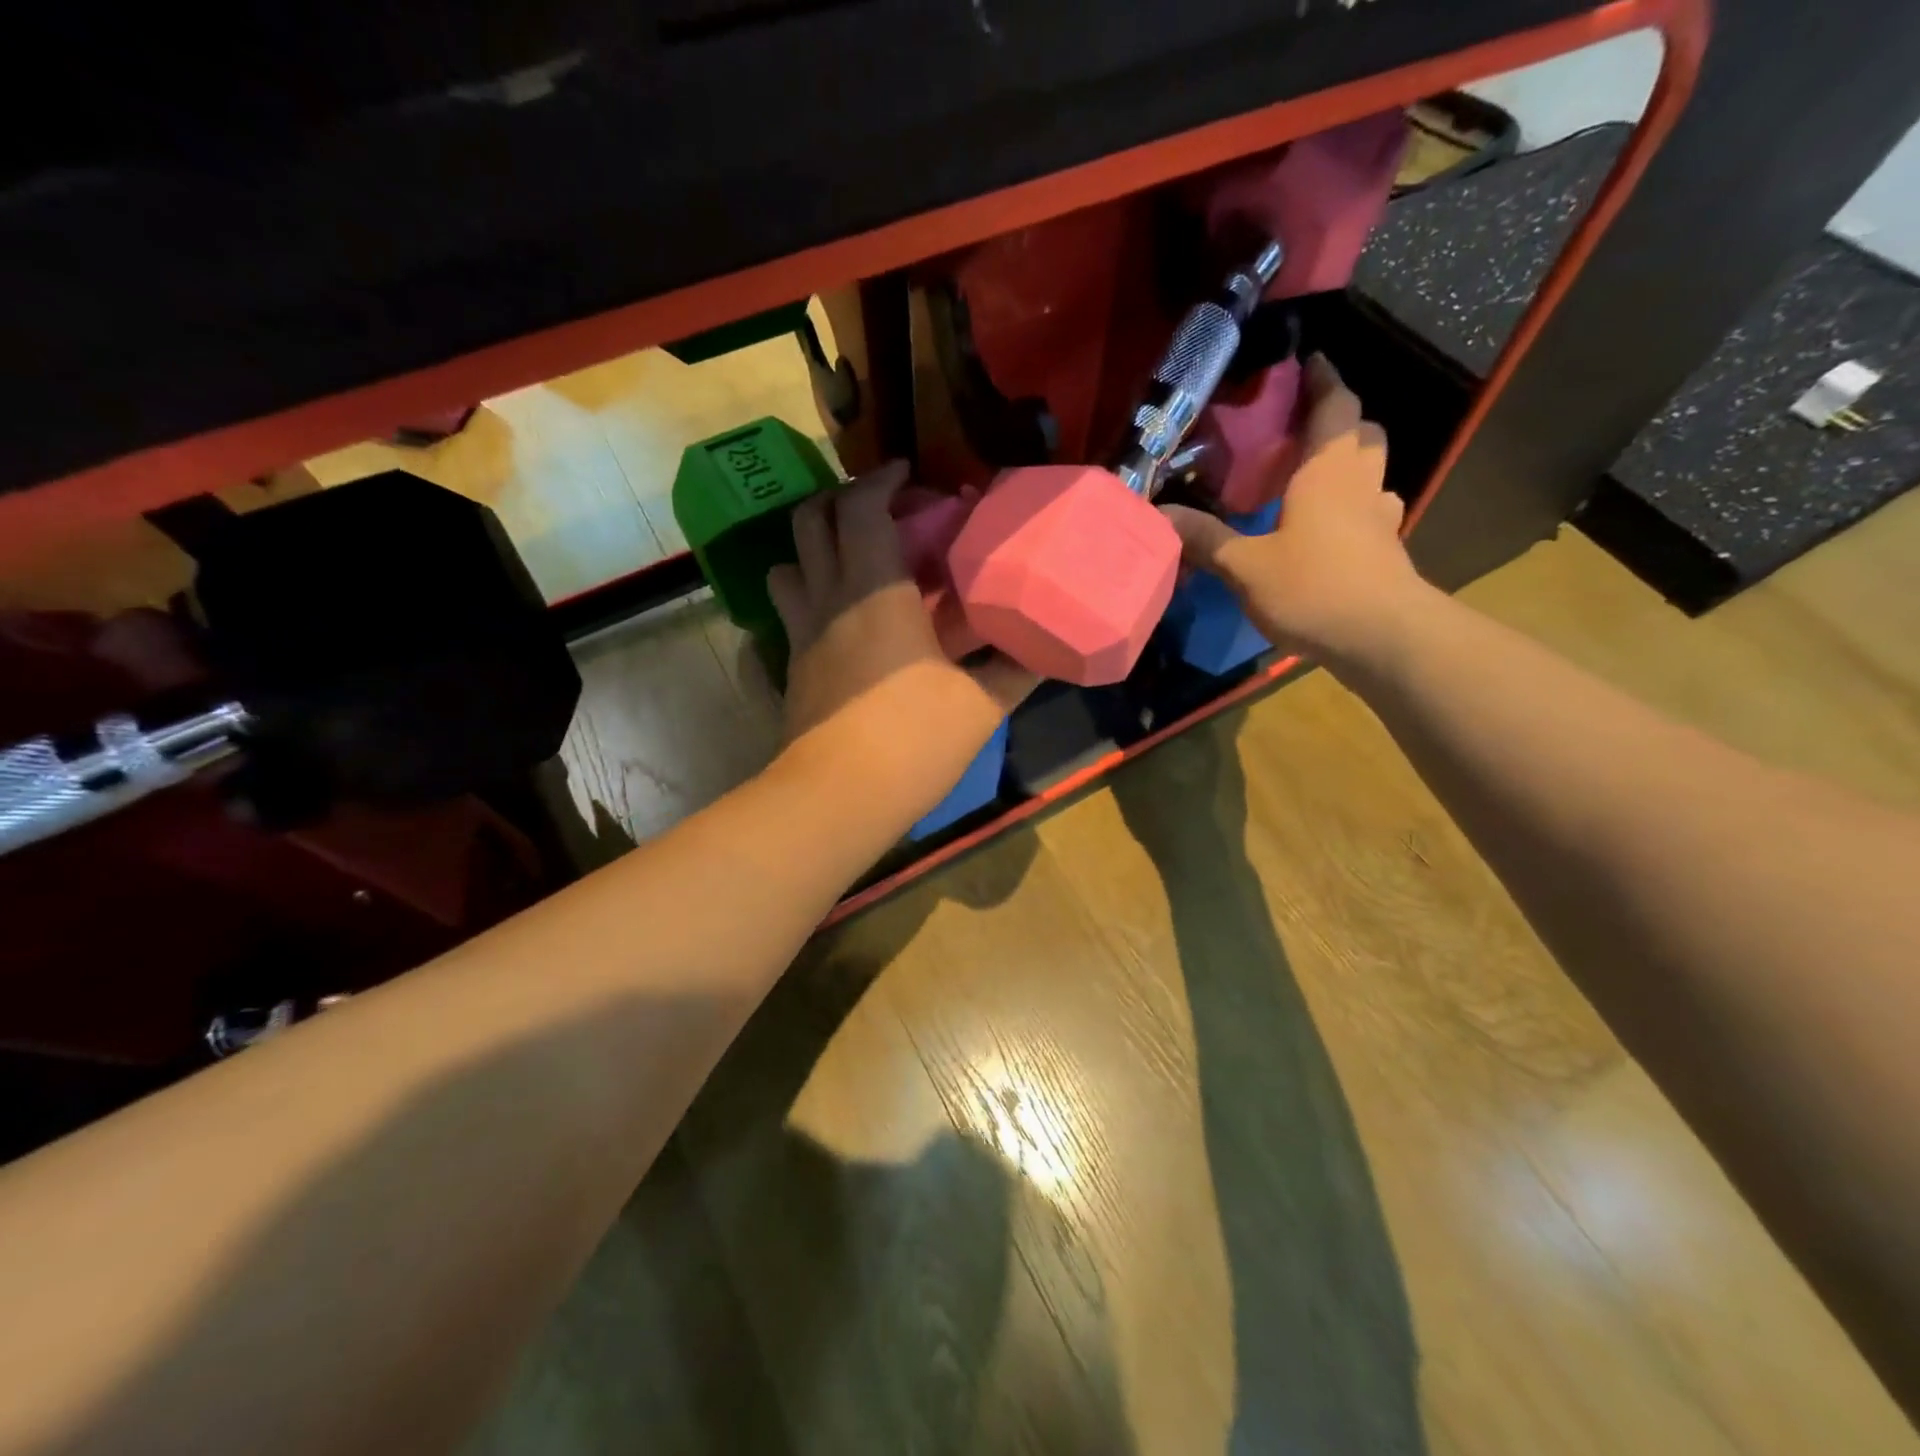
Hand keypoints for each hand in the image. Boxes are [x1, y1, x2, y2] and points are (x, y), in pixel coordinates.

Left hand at [767, 462, 1035, 805]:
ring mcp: (802, 634)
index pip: (863, 507)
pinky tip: (842, 618)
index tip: (908, 474)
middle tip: (881, 508)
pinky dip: (810, 594)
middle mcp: (829, 600)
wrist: (838, 798)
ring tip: (853, 557)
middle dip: (842, 499)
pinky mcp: (793, 668)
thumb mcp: (980, 705)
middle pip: (812, 522)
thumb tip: (1050, 649)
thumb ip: (1016, 670)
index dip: (882, 479)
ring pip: (788, 564)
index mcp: (875, 591)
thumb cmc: (913, 740)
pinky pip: (792, 611)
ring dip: (816, 547)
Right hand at [1159, 355, 1431, 667]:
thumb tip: (1159, 512)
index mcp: (1326, 472)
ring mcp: (1380, 518)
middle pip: (1362, 433)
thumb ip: (1205, 539)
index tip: (1307, 362)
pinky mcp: (1386, 551)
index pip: (1335, 405)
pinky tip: (1330, 530)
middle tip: (1301, 430)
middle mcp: (1359, 484)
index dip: (1322, 380)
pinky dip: (1353, 509)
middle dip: (1339, 422)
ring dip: (1349, 465)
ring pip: (1372, 472)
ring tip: (1312, 478)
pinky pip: (1372, 512)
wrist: (1381, 637)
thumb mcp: (1245, 566)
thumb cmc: (1313, 588)